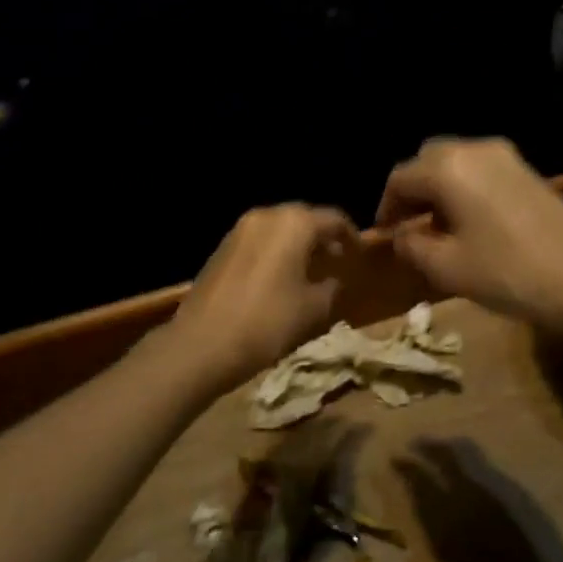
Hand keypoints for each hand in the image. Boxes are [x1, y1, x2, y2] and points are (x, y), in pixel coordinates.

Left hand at [166, 203, 358, 387]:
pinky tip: (281, 278)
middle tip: (337, 260)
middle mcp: (266, 216)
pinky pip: (259, 242)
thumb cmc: (268, 322)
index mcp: (294, 223)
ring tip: (311, 270)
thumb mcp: (313, 309)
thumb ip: (331, 287)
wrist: (202, 344)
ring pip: (279, 229)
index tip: (360, 255)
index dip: (351, 236)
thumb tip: (333, 280)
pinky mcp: (222, 248)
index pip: (333, 218)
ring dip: (298, 244)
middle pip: (303, 218)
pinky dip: (276, 252)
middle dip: (323, 237)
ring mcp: (239, 230)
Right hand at [375, 138, 562, 331]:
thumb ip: (412, 246)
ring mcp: (506, 157)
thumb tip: (401, 235)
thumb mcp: (448, 268)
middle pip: (428, 161)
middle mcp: (474, 149)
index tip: (385, 236)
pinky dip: (464, 189)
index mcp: (448, 168)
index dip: (386, 208)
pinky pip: (480, 171)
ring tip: (438, 230)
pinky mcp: (527, 171)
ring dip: (439, 190)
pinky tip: (470, 224)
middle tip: (409, 228)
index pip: (400, 178)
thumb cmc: (509, 272)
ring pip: (456, 163)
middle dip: (413, 192)